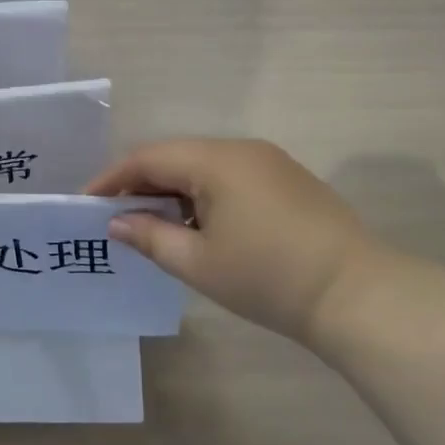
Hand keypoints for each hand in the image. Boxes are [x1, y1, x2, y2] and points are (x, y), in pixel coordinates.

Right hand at [86, 138, 389, 344]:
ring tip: (153, 226)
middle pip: (175, 157)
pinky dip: (203, 196)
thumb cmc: (268, 277)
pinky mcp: (288, 181)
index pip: (148, 157)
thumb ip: (151, 237)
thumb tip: (117, 222)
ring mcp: (269, 162)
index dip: (112, 179)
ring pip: (203, 166)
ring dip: (173, 191)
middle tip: (116, 218)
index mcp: (215, 159)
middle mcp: (241, 149)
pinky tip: (199, 227)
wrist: (358, 295)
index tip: (86, 203)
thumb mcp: (199, 263)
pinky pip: (230, 177)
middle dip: (141, 184)